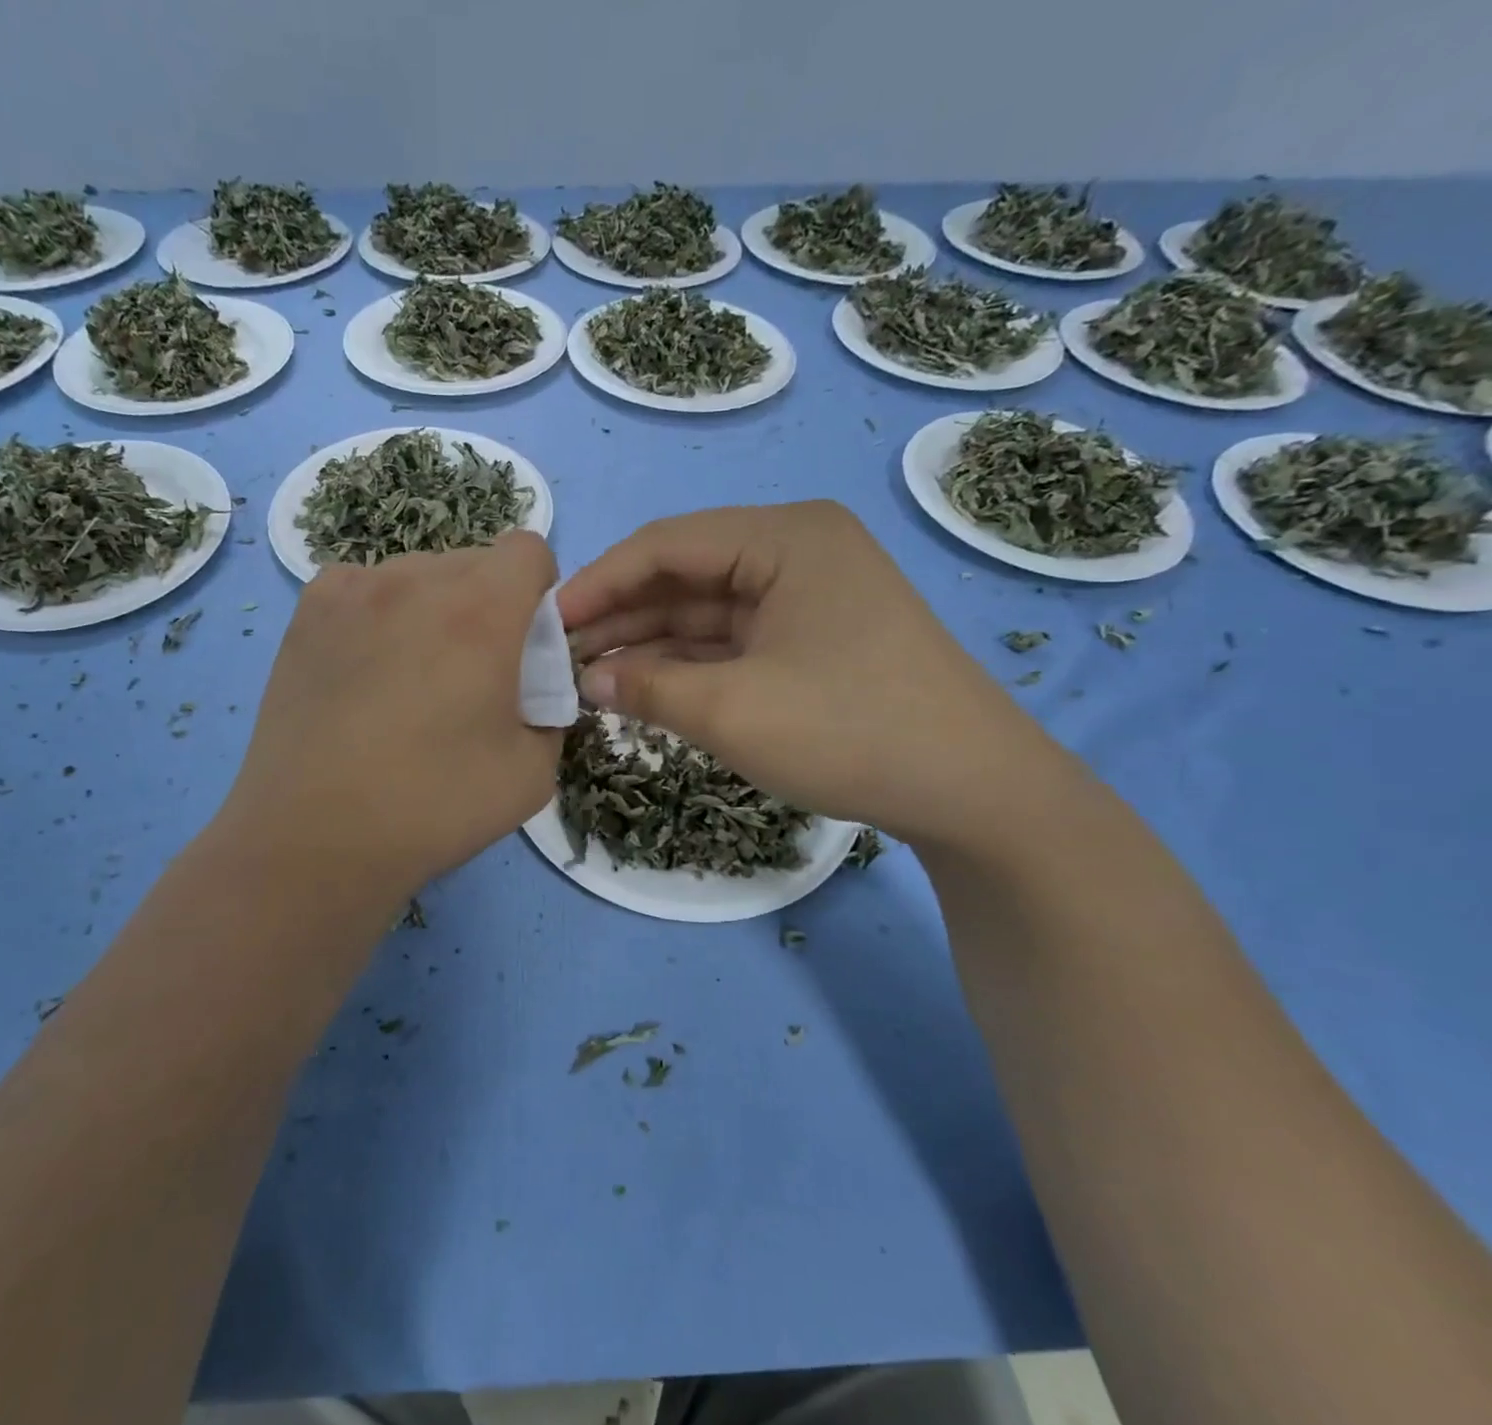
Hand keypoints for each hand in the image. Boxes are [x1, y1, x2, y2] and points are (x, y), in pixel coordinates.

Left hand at [216, 532, 561, 906]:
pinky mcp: (307, 613)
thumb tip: (530, 694)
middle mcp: (416, 579)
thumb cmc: (434, 806)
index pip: (529, 549)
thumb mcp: (534, 774)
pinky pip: (365, 589)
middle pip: (474, 562)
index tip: (525, 643)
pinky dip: (380, 614)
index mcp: (482, 610)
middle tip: (471, 673)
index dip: (538, 592)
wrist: (316, 837)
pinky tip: (366, 671)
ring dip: (433, 608)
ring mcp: (352, 590)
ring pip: (417, 574)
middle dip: (489, 604)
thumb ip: (550, 714)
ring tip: (410, 678)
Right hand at [559, 502, 1067, 845]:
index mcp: (784, 538)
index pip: (666, 544)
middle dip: (621, 617)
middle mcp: (796, 553)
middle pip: (684, 576)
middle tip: (560, 658)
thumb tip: (587, 680)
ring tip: (587, 680)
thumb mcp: (734, 710)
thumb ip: (648, 687)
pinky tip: (641, 690)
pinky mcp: (812, 643)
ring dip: (648, 645)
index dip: (599, 582)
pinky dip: (686, 666)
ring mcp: (807, 600)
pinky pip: (731, 644)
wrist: (973, 791)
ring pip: (705, 613)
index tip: (547, 623)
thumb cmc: (850, 730)